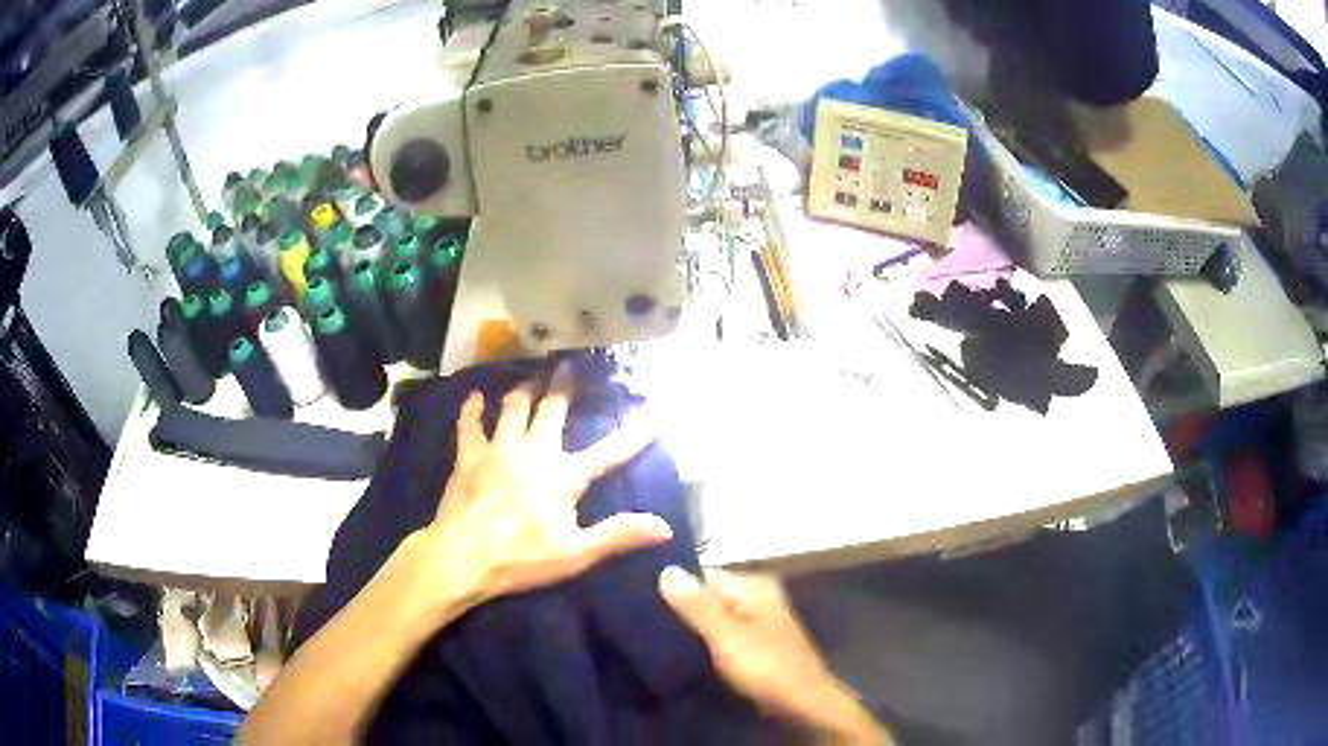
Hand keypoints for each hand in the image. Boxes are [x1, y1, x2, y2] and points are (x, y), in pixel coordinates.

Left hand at [413, 362, 673, 612]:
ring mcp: (498, 451)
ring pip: (513, 409)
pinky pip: (470, 425)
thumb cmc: (522, 558)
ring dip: (523, 391)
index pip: (609, 453)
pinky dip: (473, 409)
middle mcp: (533, 452)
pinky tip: (475, 396)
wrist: (462, 558)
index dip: (634, 435)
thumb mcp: (577, 553)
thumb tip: (666, 527)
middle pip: (552, 411)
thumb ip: (619, 535)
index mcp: (563, 476)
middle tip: (568, 366)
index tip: (654, 414)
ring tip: (530, 377)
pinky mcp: (468, 457)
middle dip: (563, 387)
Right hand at [659, 568, 889, 742]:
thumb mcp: (728, 637)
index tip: (636, 593)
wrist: (804, 704)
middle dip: (677, 605)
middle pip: (707, 593)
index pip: (702, 572)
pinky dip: (701, 639)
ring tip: (648, 632)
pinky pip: (719, 633)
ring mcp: (756, 620)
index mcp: (753, 586)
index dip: (671, 582)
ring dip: (688, 624)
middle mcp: (755, 596)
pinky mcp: (753, 643)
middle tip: (637, 616)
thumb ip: (698, 605)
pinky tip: (678, 649)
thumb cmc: (767, 667)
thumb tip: (666, 569)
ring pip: (711, 615)